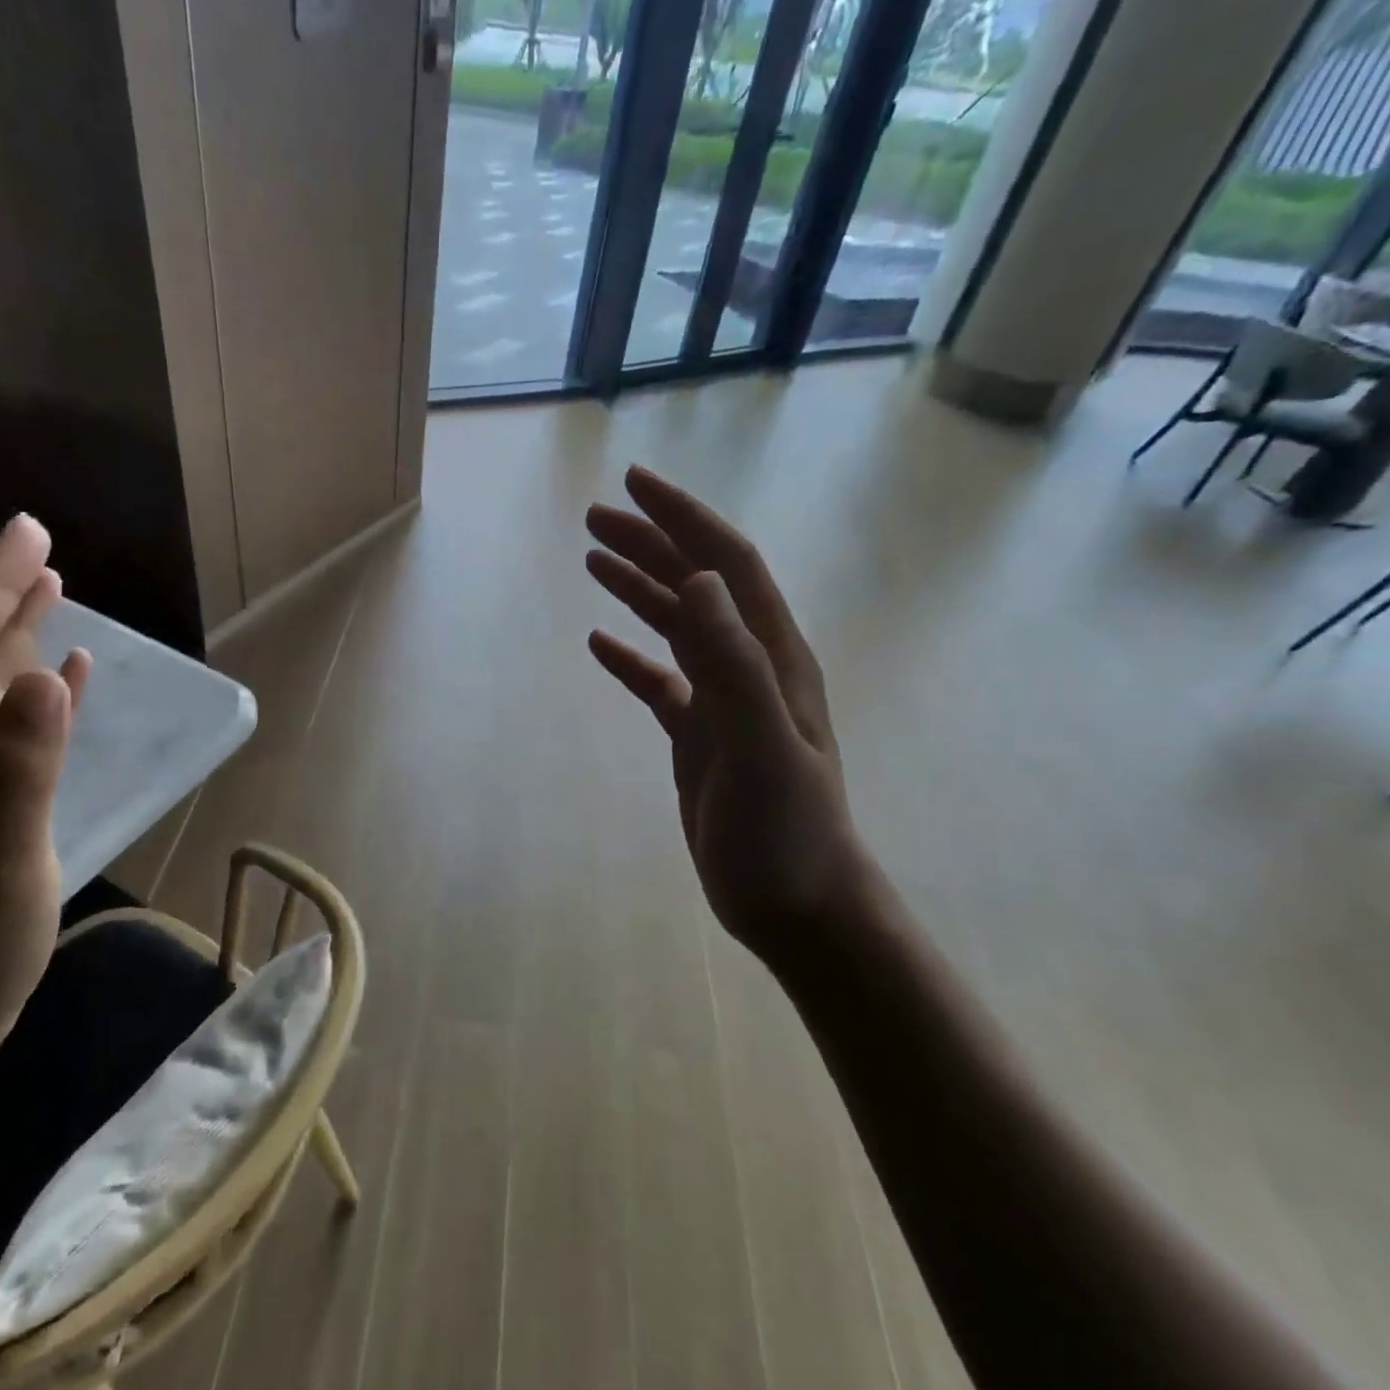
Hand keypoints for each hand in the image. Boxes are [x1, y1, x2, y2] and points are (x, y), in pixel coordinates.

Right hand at [586, 466, 875, 967]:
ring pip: (676, 627)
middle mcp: (749, 666)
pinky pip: (659, 682)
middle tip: (595, 517)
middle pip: (696, 585)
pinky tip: (600, 645)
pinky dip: (630, 658)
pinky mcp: (700, 737)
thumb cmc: (785, 833)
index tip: (635, 483)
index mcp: (771, 656)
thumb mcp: (761, 746)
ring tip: (593, 560)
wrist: (797, 906)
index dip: (684, 518)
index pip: (727, 564)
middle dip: (650, 542)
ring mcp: (723, 702)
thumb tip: (698, 579)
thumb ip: (734, 663)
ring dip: (638, 588)